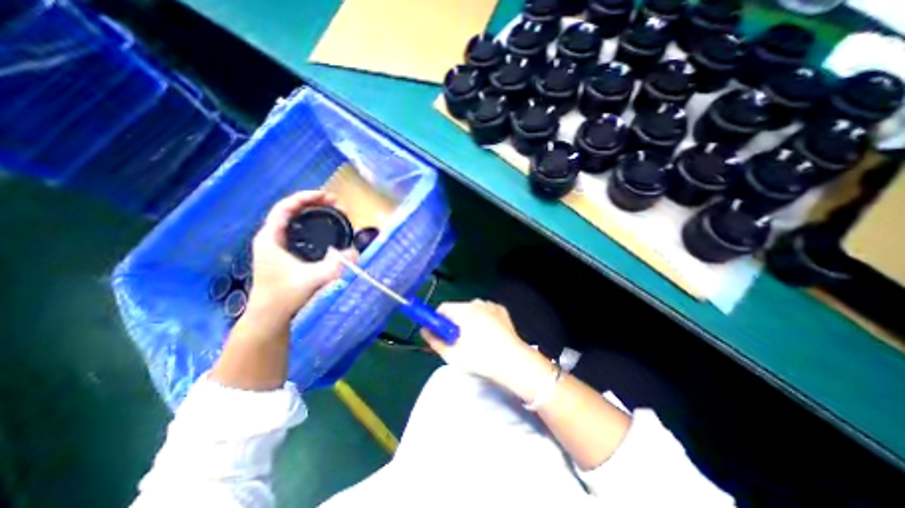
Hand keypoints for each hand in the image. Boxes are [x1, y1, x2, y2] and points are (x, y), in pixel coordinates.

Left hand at [250, 191, 360, 321]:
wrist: (269, 315)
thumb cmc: (285, 296)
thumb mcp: (313, 279)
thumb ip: (336, 266)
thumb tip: (356, 252)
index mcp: (270, 238)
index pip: (285, 207)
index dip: (305, 197)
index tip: (326, 196)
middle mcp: (270, 238)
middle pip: (289, 211)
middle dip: (313, 203)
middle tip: (336, 203)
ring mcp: (274, 246)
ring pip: (292, 220)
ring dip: (311, 212)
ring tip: (332, 211)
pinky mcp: (282, 254)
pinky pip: (296, 230)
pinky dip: (310, 224)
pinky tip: (323, 228)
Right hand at [421, 299, 556, 398]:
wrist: (514, 362)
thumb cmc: (481, 359)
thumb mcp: (453, 355)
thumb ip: (435, 341)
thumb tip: (424, 331)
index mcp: (463, 310)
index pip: (442, 308)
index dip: (437, 320)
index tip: (440, 333)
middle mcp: (476, 302)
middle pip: (457, 309)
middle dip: (454, 322)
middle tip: (457, 341)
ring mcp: (491, 305)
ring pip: (471, 309)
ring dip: (468, 320)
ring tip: (475, 339)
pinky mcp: (501, 310)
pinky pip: (485, 311)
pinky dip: (482, 319)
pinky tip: (488, 334)